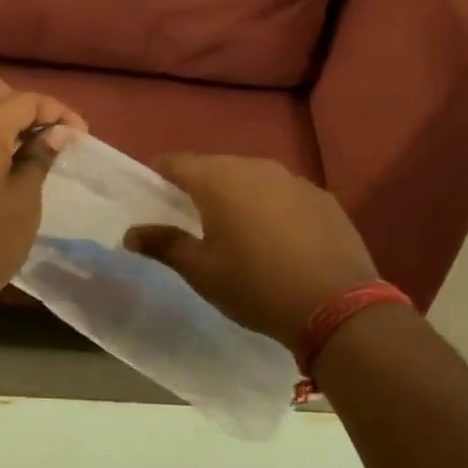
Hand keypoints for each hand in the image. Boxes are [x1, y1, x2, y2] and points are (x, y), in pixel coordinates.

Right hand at [123, 155, 382, 344]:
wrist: (336, 305)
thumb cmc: (255, 286)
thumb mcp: (201, 271)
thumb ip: (164, 245)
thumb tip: (130, 233)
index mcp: (219, 179)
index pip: (176, 162)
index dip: (159, 174)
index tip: (152, 194)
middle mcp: (256, 167)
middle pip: (216, 168)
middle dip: (200, 187)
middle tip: (192, 219)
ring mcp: (294, 179)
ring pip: (252, 179)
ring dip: (239, 196)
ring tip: (237, 231)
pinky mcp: (323, 197)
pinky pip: (284, 194)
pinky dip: (273, 208)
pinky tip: (279, 240)